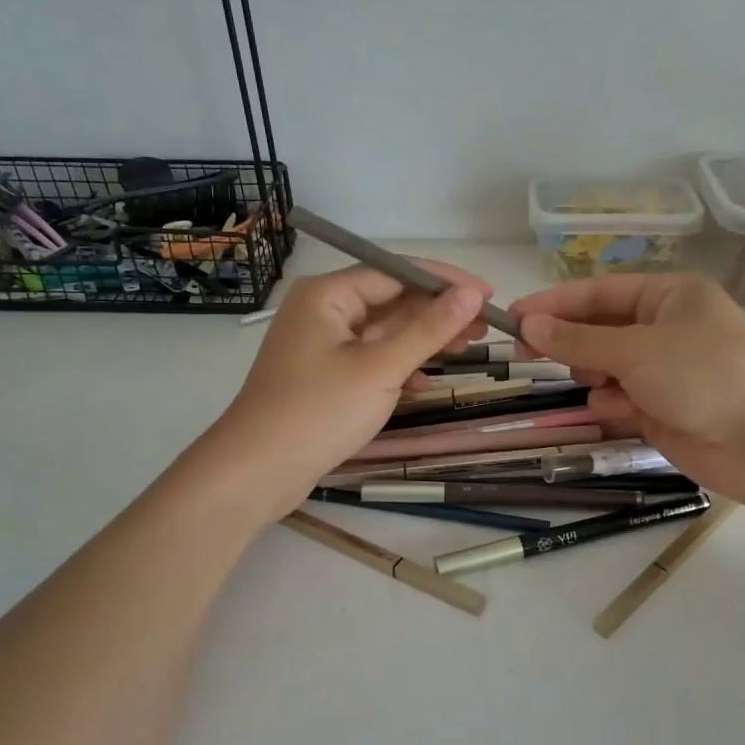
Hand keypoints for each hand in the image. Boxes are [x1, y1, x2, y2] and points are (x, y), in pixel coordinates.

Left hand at [181, 263, 490, 524]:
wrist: (257, 471)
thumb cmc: (318, 412)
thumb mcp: (381, 368)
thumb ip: (429, 329)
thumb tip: (471, 293)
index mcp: (327, 295)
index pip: (395, 272)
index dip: (444, 281)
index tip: (487, 293)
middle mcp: (321, 311)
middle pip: (390, 300)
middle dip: (437, 312)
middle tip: (485, 326)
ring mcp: (321, 345)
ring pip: (382, 331)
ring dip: (423, 339)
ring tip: (468, 347)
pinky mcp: (323, 375)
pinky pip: (370, 358)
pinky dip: (399, 365)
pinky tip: (425, 381)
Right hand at [511, 274, 744, 506]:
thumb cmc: (702, 375)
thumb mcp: (635, 349)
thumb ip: (578, 340)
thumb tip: (528, 324)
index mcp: (669, 296)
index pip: (599, 292)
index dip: (555, 304)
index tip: (513, 317)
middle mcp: (666, 328)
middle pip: (600, 329)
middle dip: (569, 342)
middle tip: (524, 353)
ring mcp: (664, 371)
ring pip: (606, 367)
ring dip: (593, 375)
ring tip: (593, 384)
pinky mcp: (662, 409)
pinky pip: (620, 399)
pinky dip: (613, 404)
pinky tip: (618, 412)